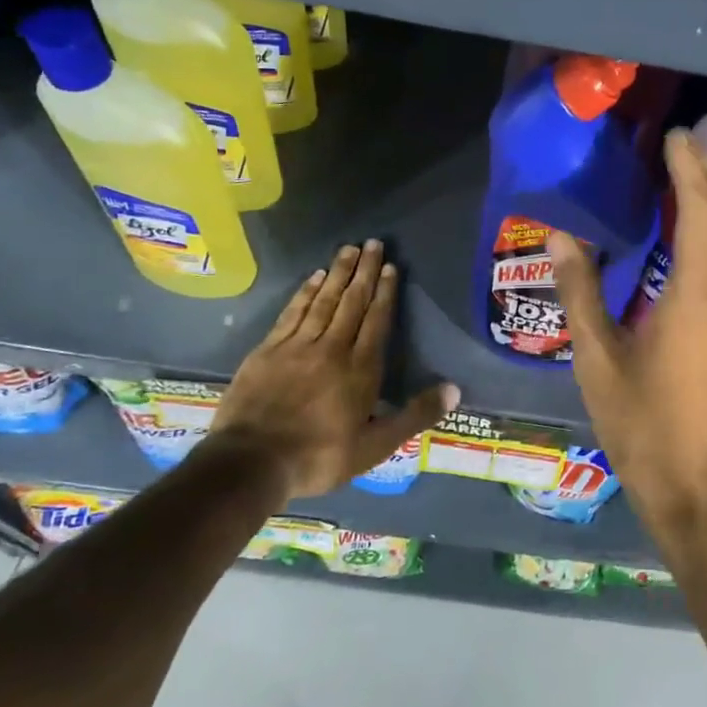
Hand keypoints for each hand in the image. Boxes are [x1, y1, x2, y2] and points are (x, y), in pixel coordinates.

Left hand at [202, 240, 457, 499]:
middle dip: (365, 272)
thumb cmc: (319, 457)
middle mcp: (332, 348)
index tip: (391, 267)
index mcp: (360, 370)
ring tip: (349, 249)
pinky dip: (305, 292)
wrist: (251, 462)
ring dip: (338, 273)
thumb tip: (455, 389)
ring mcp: (297, 346)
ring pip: (323, 301)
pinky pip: (293, 312)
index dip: (385, 292)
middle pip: (351, 302)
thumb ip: (414, 416)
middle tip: (374, 243)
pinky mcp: (269, 350)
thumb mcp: (375, 447)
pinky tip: (314, 277)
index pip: (376, 321)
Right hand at [547, 131, 706, 536]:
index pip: (702, 210)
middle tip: (681, 146)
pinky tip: (702, 232)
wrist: (701, 489)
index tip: (673, 136)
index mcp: (699, 294)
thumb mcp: (598, 359)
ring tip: (692, 176)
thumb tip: (560, 237)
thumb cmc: (644, 426)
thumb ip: (580, 292)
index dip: (690, 168)